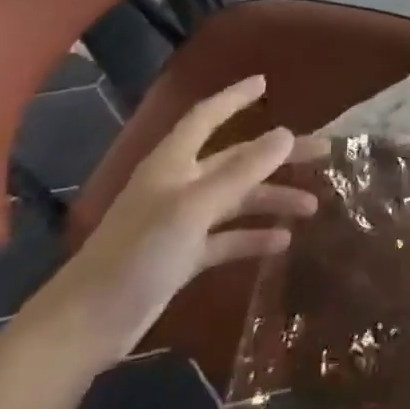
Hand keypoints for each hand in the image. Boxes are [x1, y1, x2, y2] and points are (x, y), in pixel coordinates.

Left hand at [31, 75, 320, 366]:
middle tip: (323, 152)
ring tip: (312, 206)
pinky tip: (282, 241)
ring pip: (237, 199)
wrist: (87, 324)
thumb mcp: (194, 207)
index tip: (264, 84)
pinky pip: (227, 237)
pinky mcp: (182, 256)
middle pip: (236, 159)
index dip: (234, 99)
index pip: (206, 117)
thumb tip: (287, 134)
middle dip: (277, 155)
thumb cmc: (138, 253)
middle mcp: (178, 185)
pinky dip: (253, 236)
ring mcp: (181, 222)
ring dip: (272, 199)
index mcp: (173, 164)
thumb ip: (242, 171)